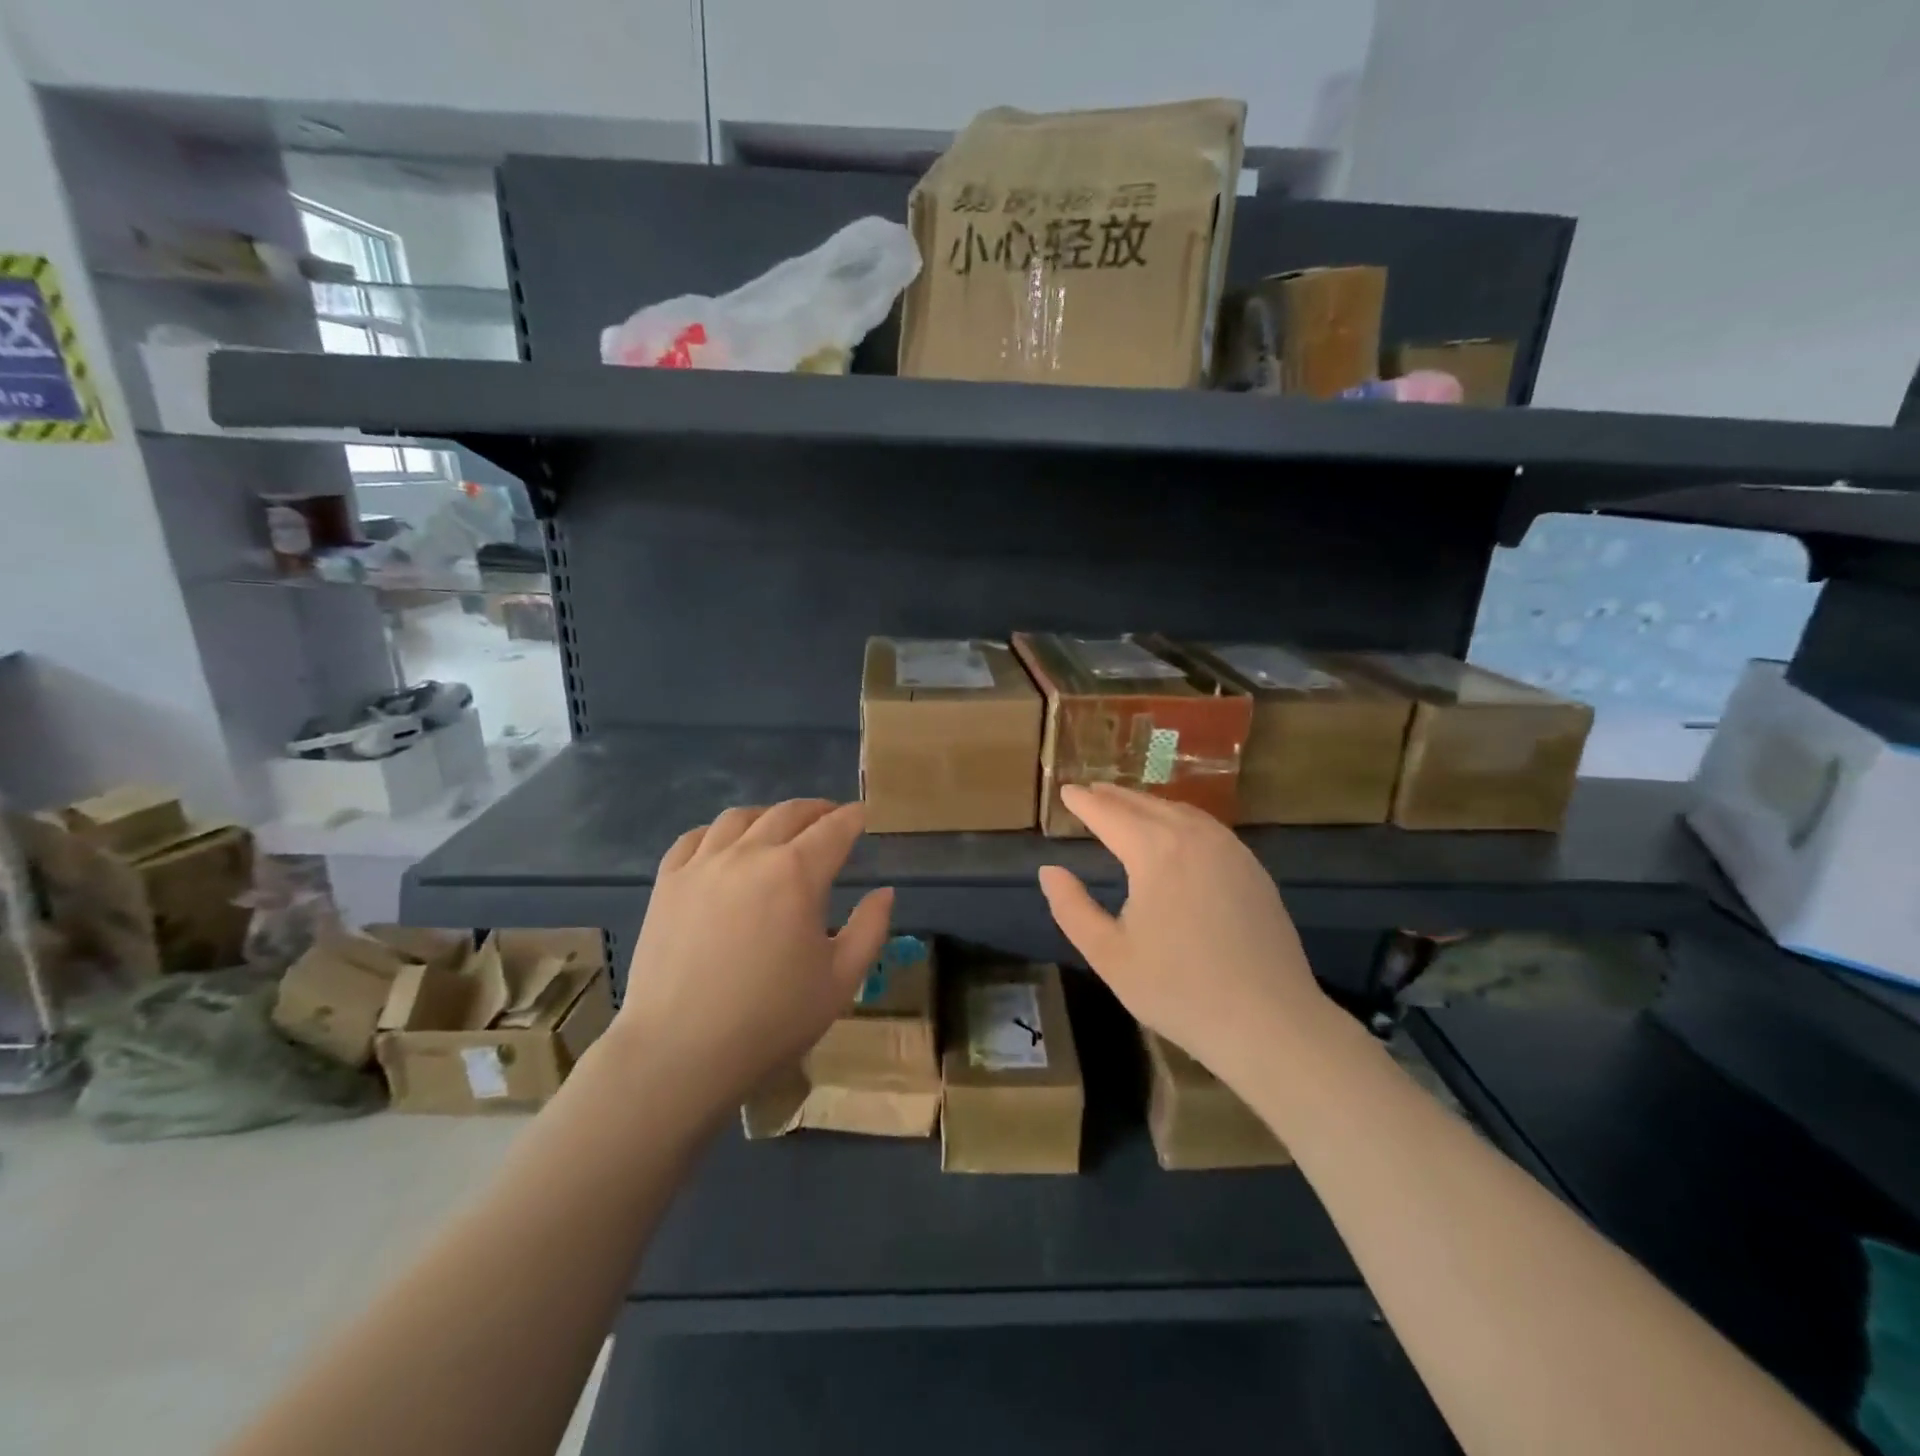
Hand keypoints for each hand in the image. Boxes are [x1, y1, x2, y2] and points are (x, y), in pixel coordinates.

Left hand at [613, 800, 892, 1116]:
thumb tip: (885, 892)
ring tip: (779, 829)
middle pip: (789, 813)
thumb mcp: (840, 980)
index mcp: (797, 873)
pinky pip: (695, 838)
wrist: (680, 1052)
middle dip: (817, 810)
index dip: (854, 817)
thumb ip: (870, 929)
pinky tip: (726, 846)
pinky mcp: (668, 883)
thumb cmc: (771, 1020)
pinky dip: (719, 832)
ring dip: (769, 816)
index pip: (835, 828)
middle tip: (831, 819)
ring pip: (740, 817)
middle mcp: (750, 854)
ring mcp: (703, 865)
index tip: (864, 815)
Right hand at [1037, 784, 1329, 1085]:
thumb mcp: (1109, 955)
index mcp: (1155, 852)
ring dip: (1148, 804)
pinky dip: (1180, 819)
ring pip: (1180, 811)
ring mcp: (1230, 850)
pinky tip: (1176, 833)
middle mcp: (1194, 837)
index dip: (1084, 802)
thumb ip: (1072, 908)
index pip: (1110, 814)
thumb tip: (1049, 870)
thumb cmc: (1178, 990)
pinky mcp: (1253, 868)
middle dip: (1115, 797)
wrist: (1269, 1022)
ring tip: (1127, 805)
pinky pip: (1208, 828)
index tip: (1065, 791)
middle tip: (1091, 790)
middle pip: (1146, 805)